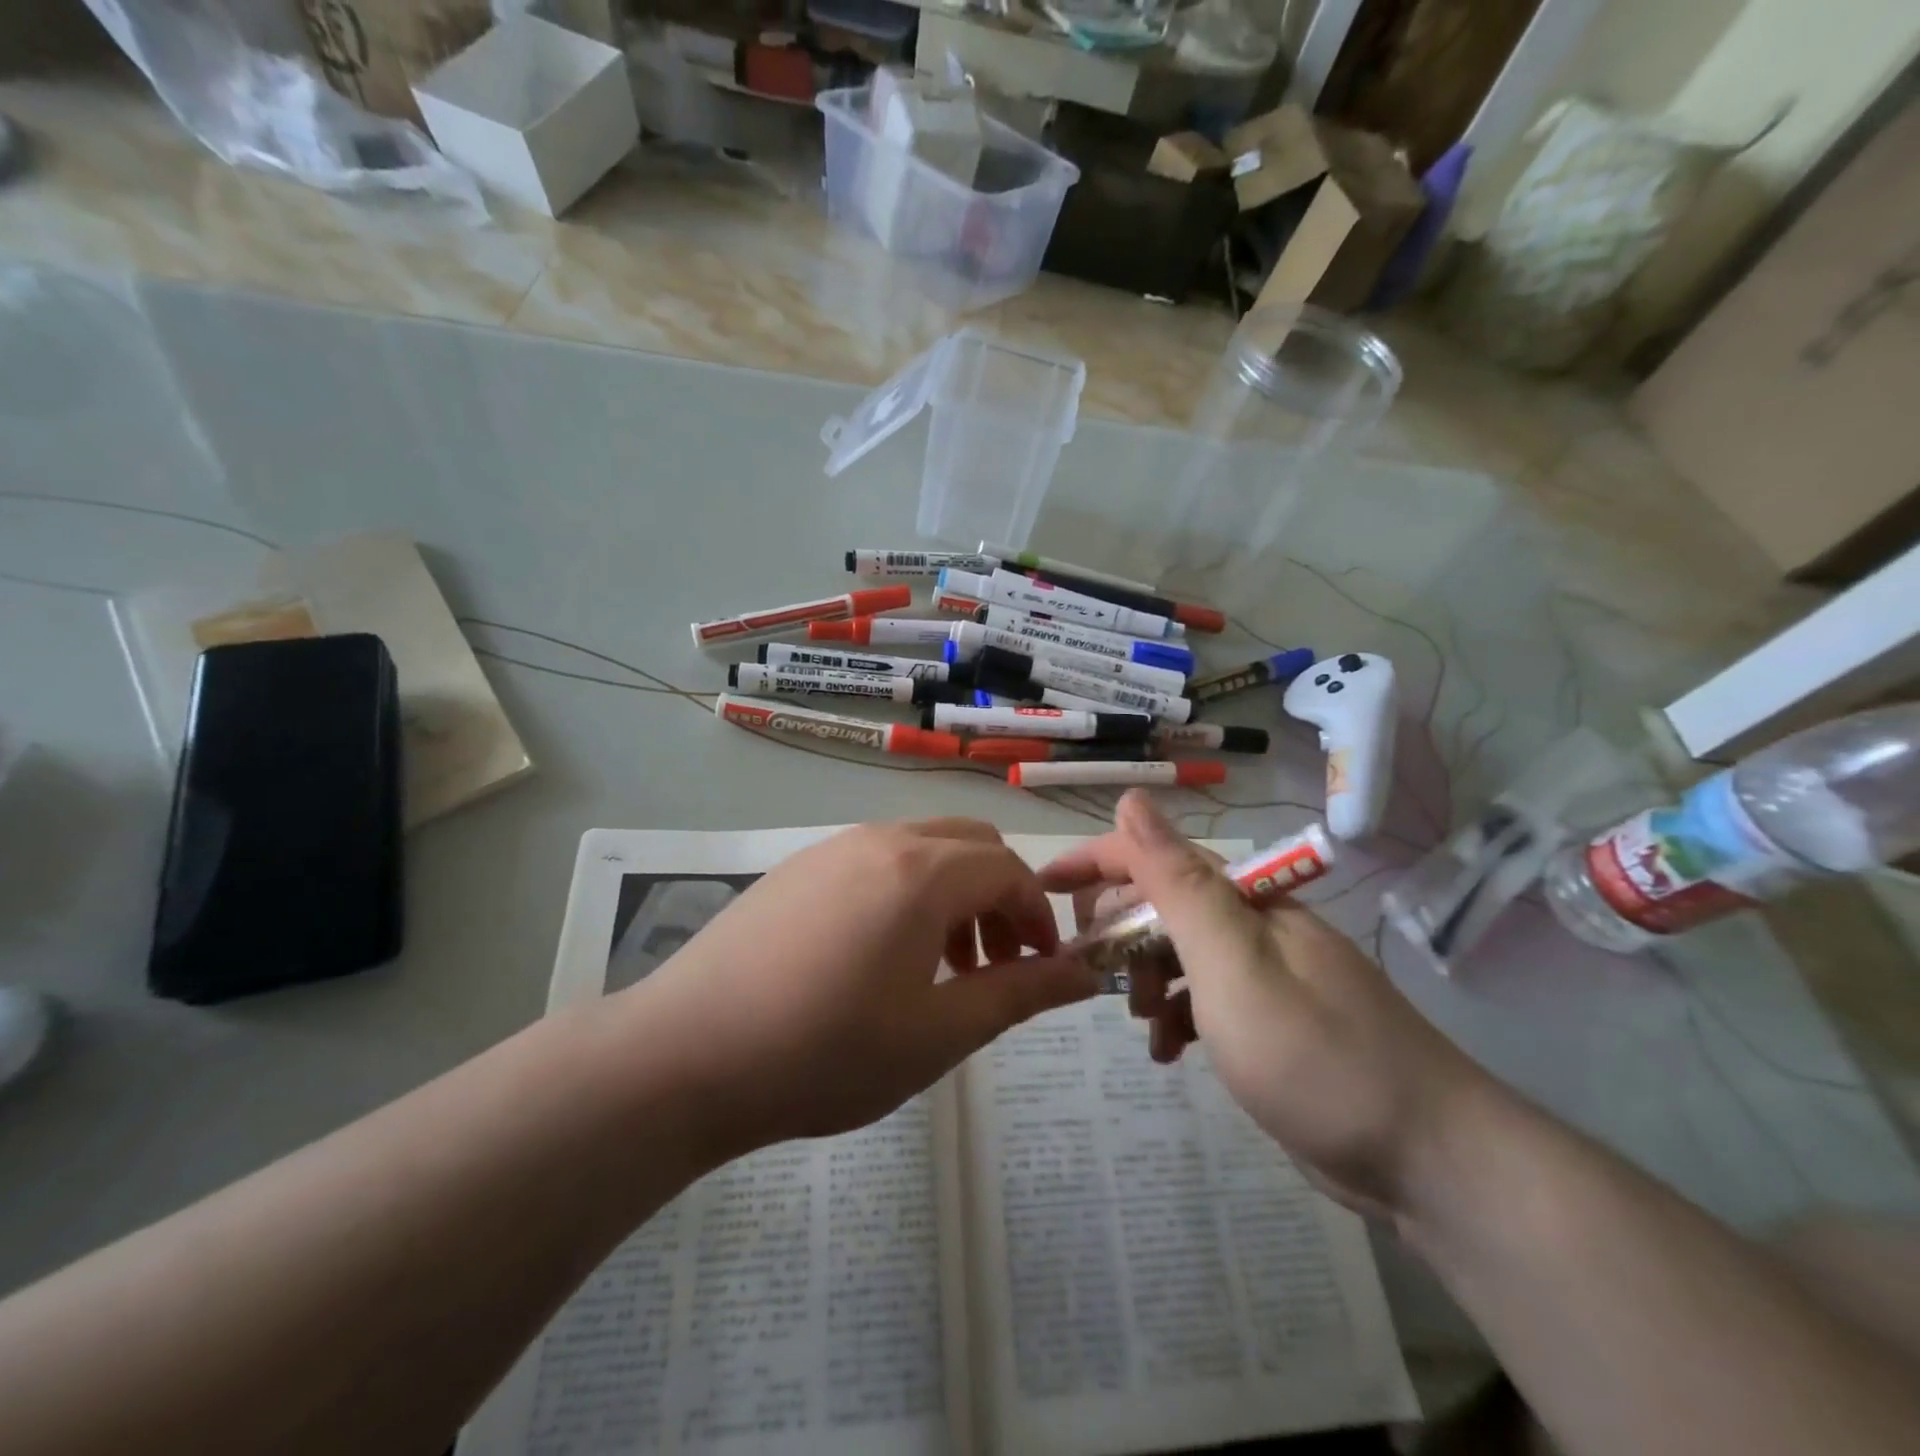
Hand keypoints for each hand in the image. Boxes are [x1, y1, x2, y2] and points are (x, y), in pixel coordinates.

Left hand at [630, 819, 1097, 1157]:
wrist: (685, 1054)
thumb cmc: (825, 1051)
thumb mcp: (937, 1034)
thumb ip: (1019, 994)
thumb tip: (1085, 974)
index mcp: (922, 872)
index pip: (1010, 870)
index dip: (1039, 916)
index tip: (1042, 969)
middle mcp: (881, 840)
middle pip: (970, 844)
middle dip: (1000, 896)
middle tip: (997, 964)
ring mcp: (832, 848)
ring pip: (922, 848)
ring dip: (954, 893)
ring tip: (942, 967)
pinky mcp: (797, 868)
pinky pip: (876, 860)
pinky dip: (907, 892)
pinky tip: (881, 956)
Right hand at [1041, 791, 1491, 1216]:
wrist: (1429, 1159)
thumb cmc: (1315, 1054)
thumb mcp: (1233, 962)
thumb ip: (1178, 881)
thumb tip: (1132, 798)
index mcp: (1243, 899)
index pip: (1151, 853)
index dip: (1092, 861)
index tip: (1040, 887)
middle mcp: (1251, 924)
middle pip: (1161, 902)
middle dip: (1119, 932)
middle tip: (1094, 974)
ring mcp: (1263, 973)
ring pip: (1176, 953)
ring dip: (1144, 980)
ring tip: (1146, 1024)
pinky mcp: (1269, 1021)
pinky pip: (1202, 1000)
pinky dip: (1176, 1019)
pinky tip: (1170, 1054)